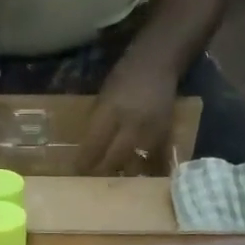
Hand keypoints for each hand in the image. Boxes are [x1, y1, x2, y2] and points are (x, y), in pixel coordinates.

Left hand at [79, 48, 177, 174]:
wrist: (158, 63)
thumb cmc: (125, 76)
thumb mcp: (103, 96)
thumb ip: (97, 121)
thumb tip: (87, 148)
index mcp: (112, 109)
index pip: (95, 143)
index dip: (85, 160)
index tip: (78, 171)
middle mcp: (132, 122)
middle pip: (114, 157)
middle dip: (102, 171)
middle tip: (93, 180)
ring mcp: (151, 130)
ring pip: (134, 162)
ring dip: (121, 173)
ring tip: (112, 182)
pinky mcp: (166, 134)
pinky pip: (153, 158)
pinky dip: (144, 167)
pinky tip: (137, 175)